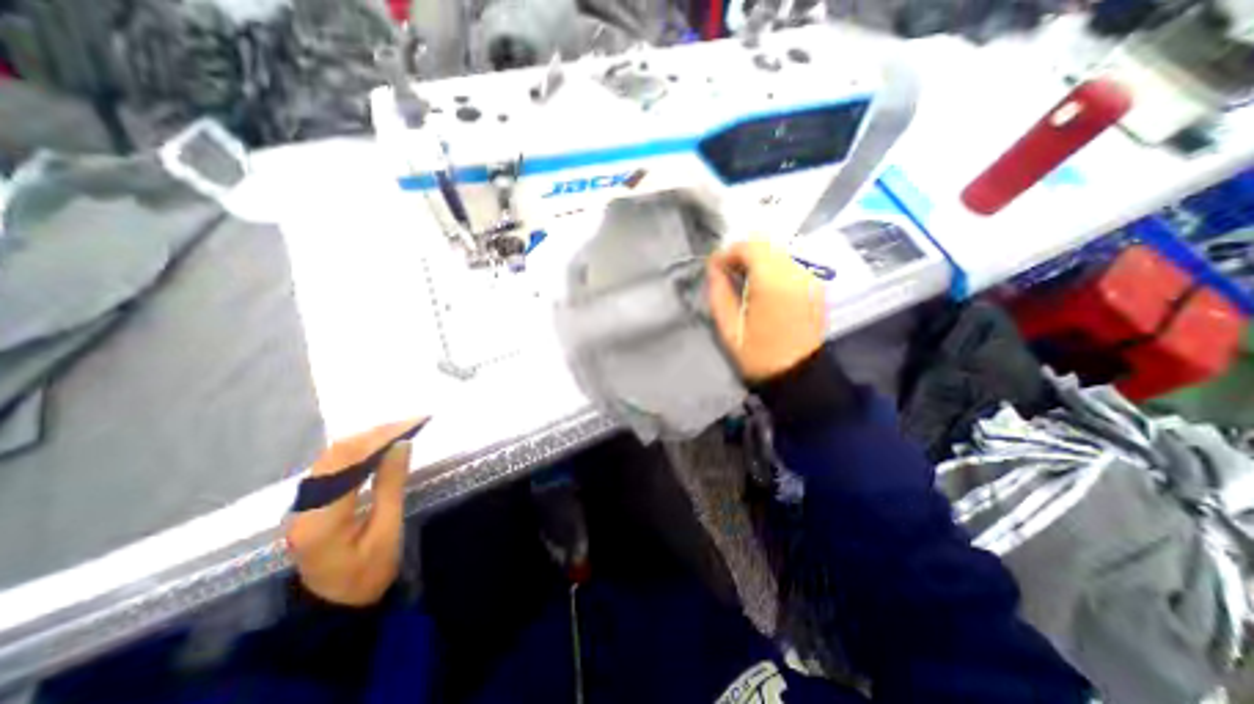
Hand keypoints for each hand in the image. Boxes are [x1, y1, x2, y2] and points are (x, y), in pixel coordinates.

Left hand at [286, 420, 417, 606]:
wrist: (335, 605)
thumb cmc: (368, 572)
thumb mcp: (387, 531)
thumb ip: (391, 486)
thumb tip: (401, 445)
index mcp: (323, 518)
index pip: (348, 462)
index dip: (380, 437)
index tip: (412, 423)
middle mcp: (304, 506)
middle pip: (336, 454)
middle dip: (375, 433)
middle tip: (410, 423)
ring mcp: (302, 505)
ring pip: (331, 457)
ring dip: (366, 438)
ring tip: (398, 429)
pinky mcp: (309, 503)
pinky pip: (331, 466)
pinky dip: (357, 450)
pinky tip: (378, 446)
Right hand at [709, 240, 829, 382]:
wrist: (798, 375)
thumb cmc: (758, 355)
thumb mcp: (728, 327)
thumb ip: (718, 292)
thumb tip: (713, 266)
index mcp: (773, 282)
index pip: (749, 246)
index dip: (728, 252)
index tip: (715, 268)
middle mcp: (796, 272)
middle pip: (767, 243)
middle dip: (743, 253)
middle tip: (729, 274)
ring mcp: (811, 276)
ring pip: (780, 249)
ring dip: (759, 258)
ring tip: (745, 279)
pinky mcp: (816, 284)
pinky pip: (792, 261)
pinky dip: (774, 264)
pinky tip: (765, 284)